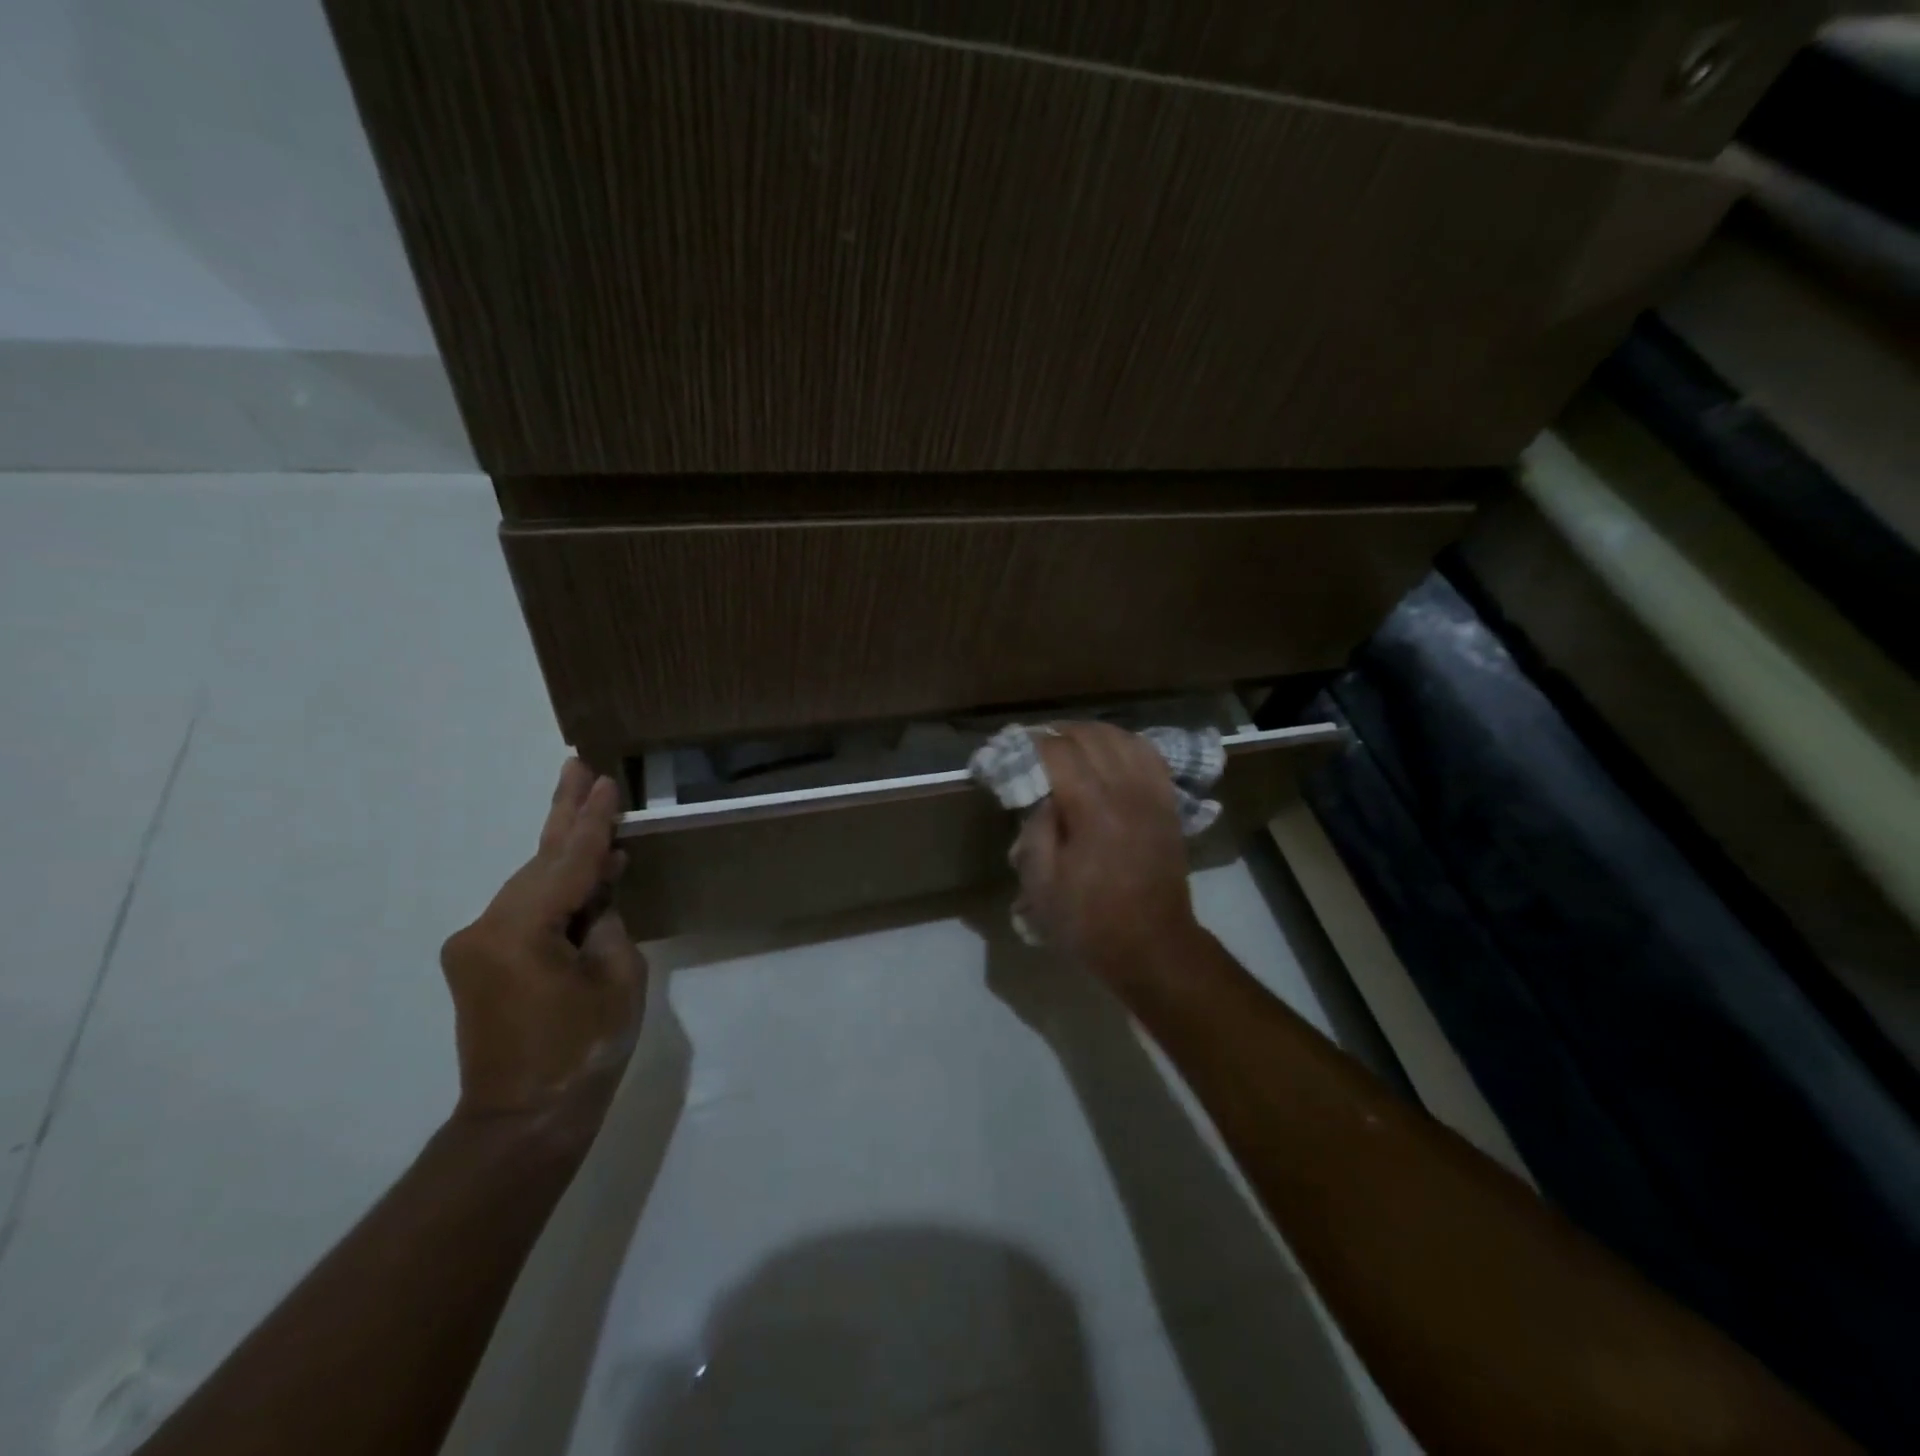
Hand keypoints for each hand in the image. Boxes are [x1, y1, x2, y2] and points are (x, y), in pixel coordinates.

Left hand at [440, 760, 645, 1121]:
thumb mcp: (619, 979)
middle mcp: (485, 928)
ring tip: (593, 813)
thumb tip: (595, 900)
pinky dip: (557, 891)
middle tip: (577, 765)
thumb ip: (608, 924)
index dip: (592, 821)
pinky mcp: (481, 963)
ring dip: (566, 855)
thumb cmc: (582, 1051)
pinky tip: (587, 876)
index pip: (566, 862)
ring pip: (532, 884)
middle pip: (538, 862)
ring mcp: (477, 946)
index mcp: (518, 931)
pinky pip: (527, 911)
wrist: (523, 1122)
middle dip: (564, 815)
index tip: (603, 779)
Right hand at [1011, 722, 1204, 985]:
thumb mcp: (1041, 885)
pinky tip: (1110, 755)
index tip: (1012, 749)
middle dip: (1059, 733)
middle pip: (1091, 736)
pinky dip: (1125, 745)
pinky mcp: (1168, 805)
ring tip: (1070, 745)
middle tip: (1036, 746)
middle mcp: (1126, 791)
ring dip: (1092, 734)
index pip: (1058, 752)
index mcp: (1092, 810)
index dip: (1032, 743)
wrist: (1153, 946)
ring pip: (1122, 738)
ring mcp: (1153, 795)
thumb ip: (1035, 831)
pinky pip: (1149, 757)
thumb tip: (1043, 796)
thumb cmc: (1089, 921)